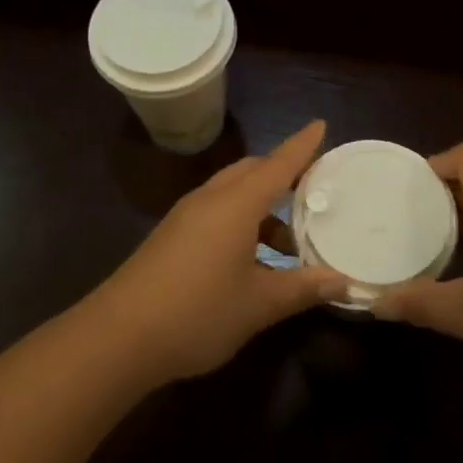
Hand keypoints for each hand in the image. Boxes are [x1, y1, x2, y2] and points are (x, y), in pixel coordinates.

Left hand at [84, 121, 346, 385]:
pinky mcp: (172, 237)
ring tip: (290, 247)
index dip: (302, 145)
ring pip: (233, 194)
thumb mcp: (259, 304)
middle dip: (283, 176)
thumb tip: (345, 282)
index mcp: (235, 204)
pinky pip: (216, 213)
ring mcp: (186, 217)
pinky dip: (242, 223)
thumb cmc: (197, 313)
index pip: (278, 164)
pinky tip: (253, 263)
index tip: (321, 125)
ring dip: (263, 208)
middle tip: (314, 194)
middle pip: (252, 172)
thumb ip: (303, 288)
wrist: (118, 337)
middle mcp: (210, 200)